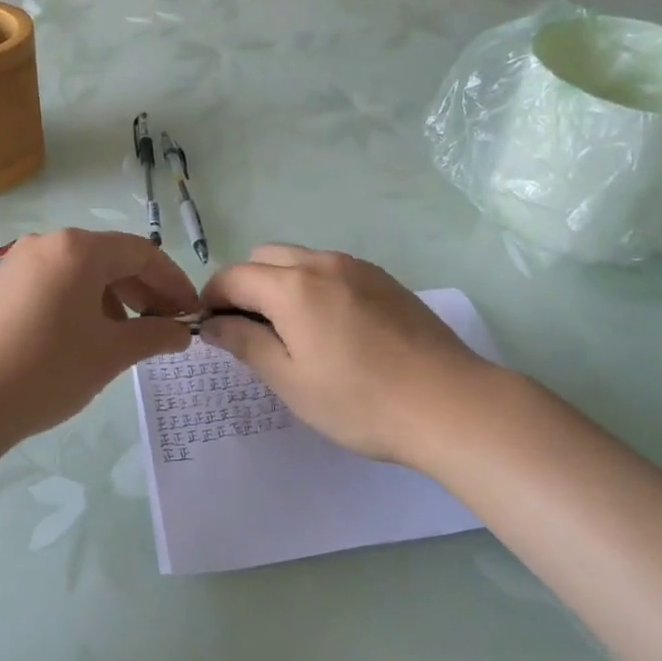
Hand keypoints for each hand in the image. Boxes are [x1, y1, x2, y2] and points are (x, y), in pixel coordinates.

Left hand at [0, 229, 197, 454]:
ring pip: (81, 272)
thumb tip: (181, 332)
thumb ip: (154, 335)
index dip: (173, 282)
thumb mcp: (110, 354)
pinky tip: (83, 338)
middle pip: (111, 259)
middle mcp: (47, 243)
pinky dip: (80, 303)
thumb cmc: (45, 370)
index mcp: (78, 248)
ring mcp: (18, 263)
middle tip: (165, 327)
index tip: (191, 314)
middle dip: (144, 291)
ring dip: (113, 299)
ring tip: (126, 338)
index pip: (142, 253)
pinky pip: (54, 284)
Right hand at [199, 244, 498, 466]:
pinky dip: (313, 285)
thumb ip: (246, 343)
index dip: (213, 297)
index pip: (233, 276)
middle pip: (264, 257)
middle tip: (250, 330)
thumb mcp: (291, 380)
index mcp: (292, 286)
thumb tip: (213, 323)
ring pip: (300, 259)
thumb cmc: (360, 401)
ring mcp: (357, 267)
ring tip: (292, 331)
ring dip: (280, 283)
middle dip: (245, 285)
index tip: (211, 327)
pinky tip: (332, 328)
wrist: (450, 403)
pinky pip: (331, 269)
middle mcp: (321, 262)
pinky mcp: (383, 279)